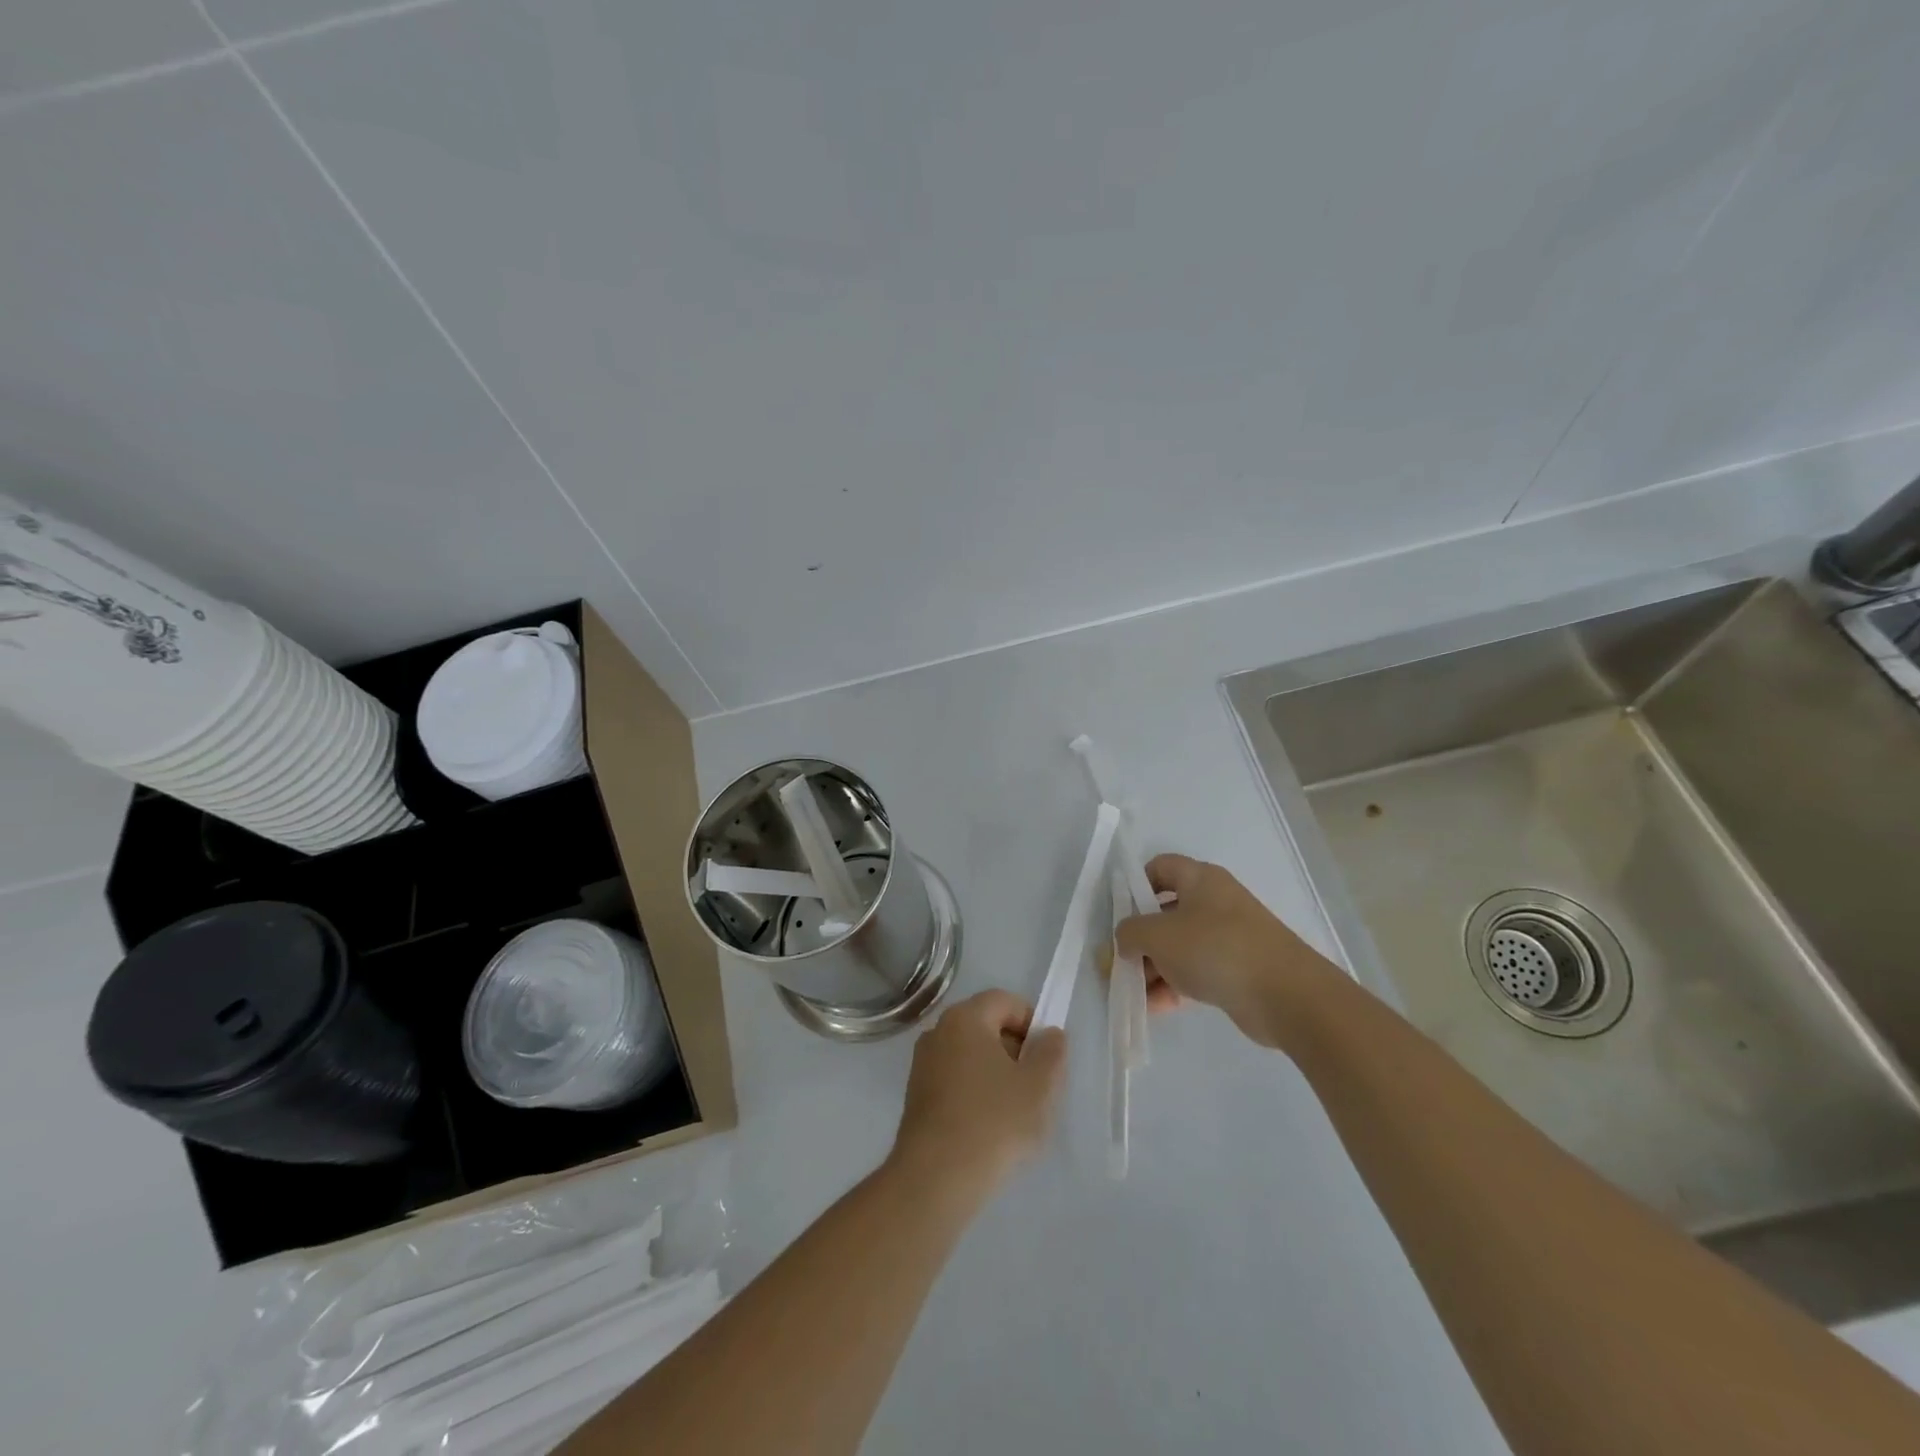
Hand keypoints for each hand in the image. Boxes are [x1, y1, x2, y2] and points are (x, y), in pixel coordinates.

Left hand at [889, 990, 1066, 1200]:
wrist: (935, 1179)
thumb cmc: (993, 1122)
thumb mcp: (1039, 1086)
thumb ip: (1051, 1052)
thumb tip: (1049, 1034)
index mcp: (965, 1018)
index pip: (1005, 1001)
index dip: (1032, 1023)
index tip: (1047, 1058)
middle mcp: (938, 1032)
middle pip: (987, 1026)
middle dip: (1016, 1050)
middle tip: (1036, 1087)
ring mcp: (923, 1065)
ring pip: (971, 1056)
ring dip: (997, 1075)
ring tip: (1015, 1113)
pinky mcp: (916, 1097)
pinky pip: (956, 1081)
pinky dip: (976, 1094)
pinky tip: (989, 1129)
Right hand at [1115, 854, 1341, 1045]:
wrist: (1286, 995)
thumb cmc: (1215, 948)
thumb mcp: (1158, 935)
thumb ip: (1130, 933)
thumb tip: (1125, 941)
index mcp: (1200, 879)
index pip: (1160, 867)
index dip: (1135, 885)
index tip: (1119, 914)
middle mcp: (1214, 902)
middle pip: (1165, 913)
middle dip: (1139, 939)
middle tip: (1117, 963)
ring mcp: (1228, 937)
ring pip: (1179, 947)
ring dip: (1153, 968)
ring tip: (1132, 993)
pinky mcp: (1237, 970)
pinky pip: (1196, 972)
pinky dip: (1174, 986)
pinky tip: (1154, 1009)